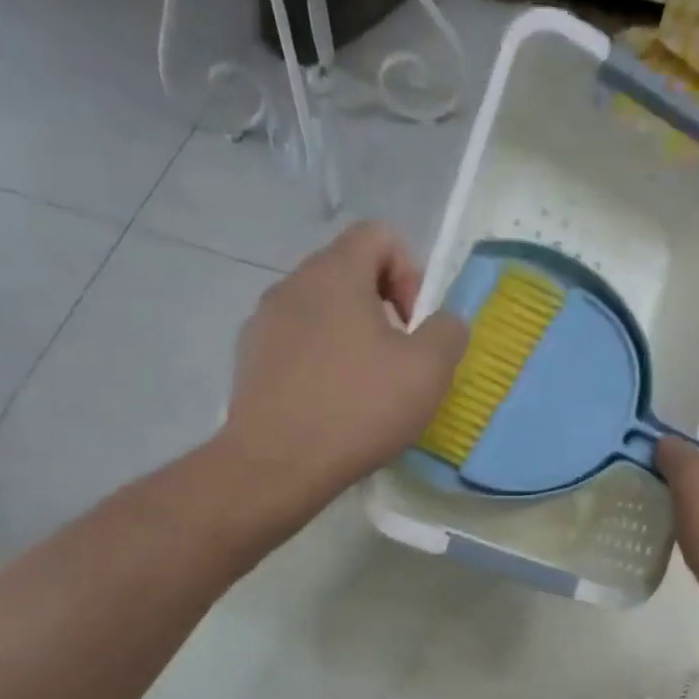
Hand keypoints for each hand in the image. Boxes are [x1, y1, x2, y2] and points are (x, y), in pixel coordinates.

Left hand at [215, 222, 467, 528]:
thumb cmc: (359, 409)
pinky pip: (297, 343)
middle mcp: (292, 284)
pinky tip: (332, 405)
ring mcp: (264, 322)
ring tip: (366, 387)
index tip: (415, 324)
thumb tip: (443, 322)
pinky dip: (321, 360)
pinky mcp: (250, 359)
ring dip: (352, 335)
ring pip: (322, 310)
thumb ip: (448, 332)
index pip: (379, 234)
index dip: (410, 271)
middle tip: (399, 359)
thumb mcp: (429, 371)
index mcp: (335, 273)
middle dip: (384, 307)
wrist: (277, 464)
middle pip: (349, 271)